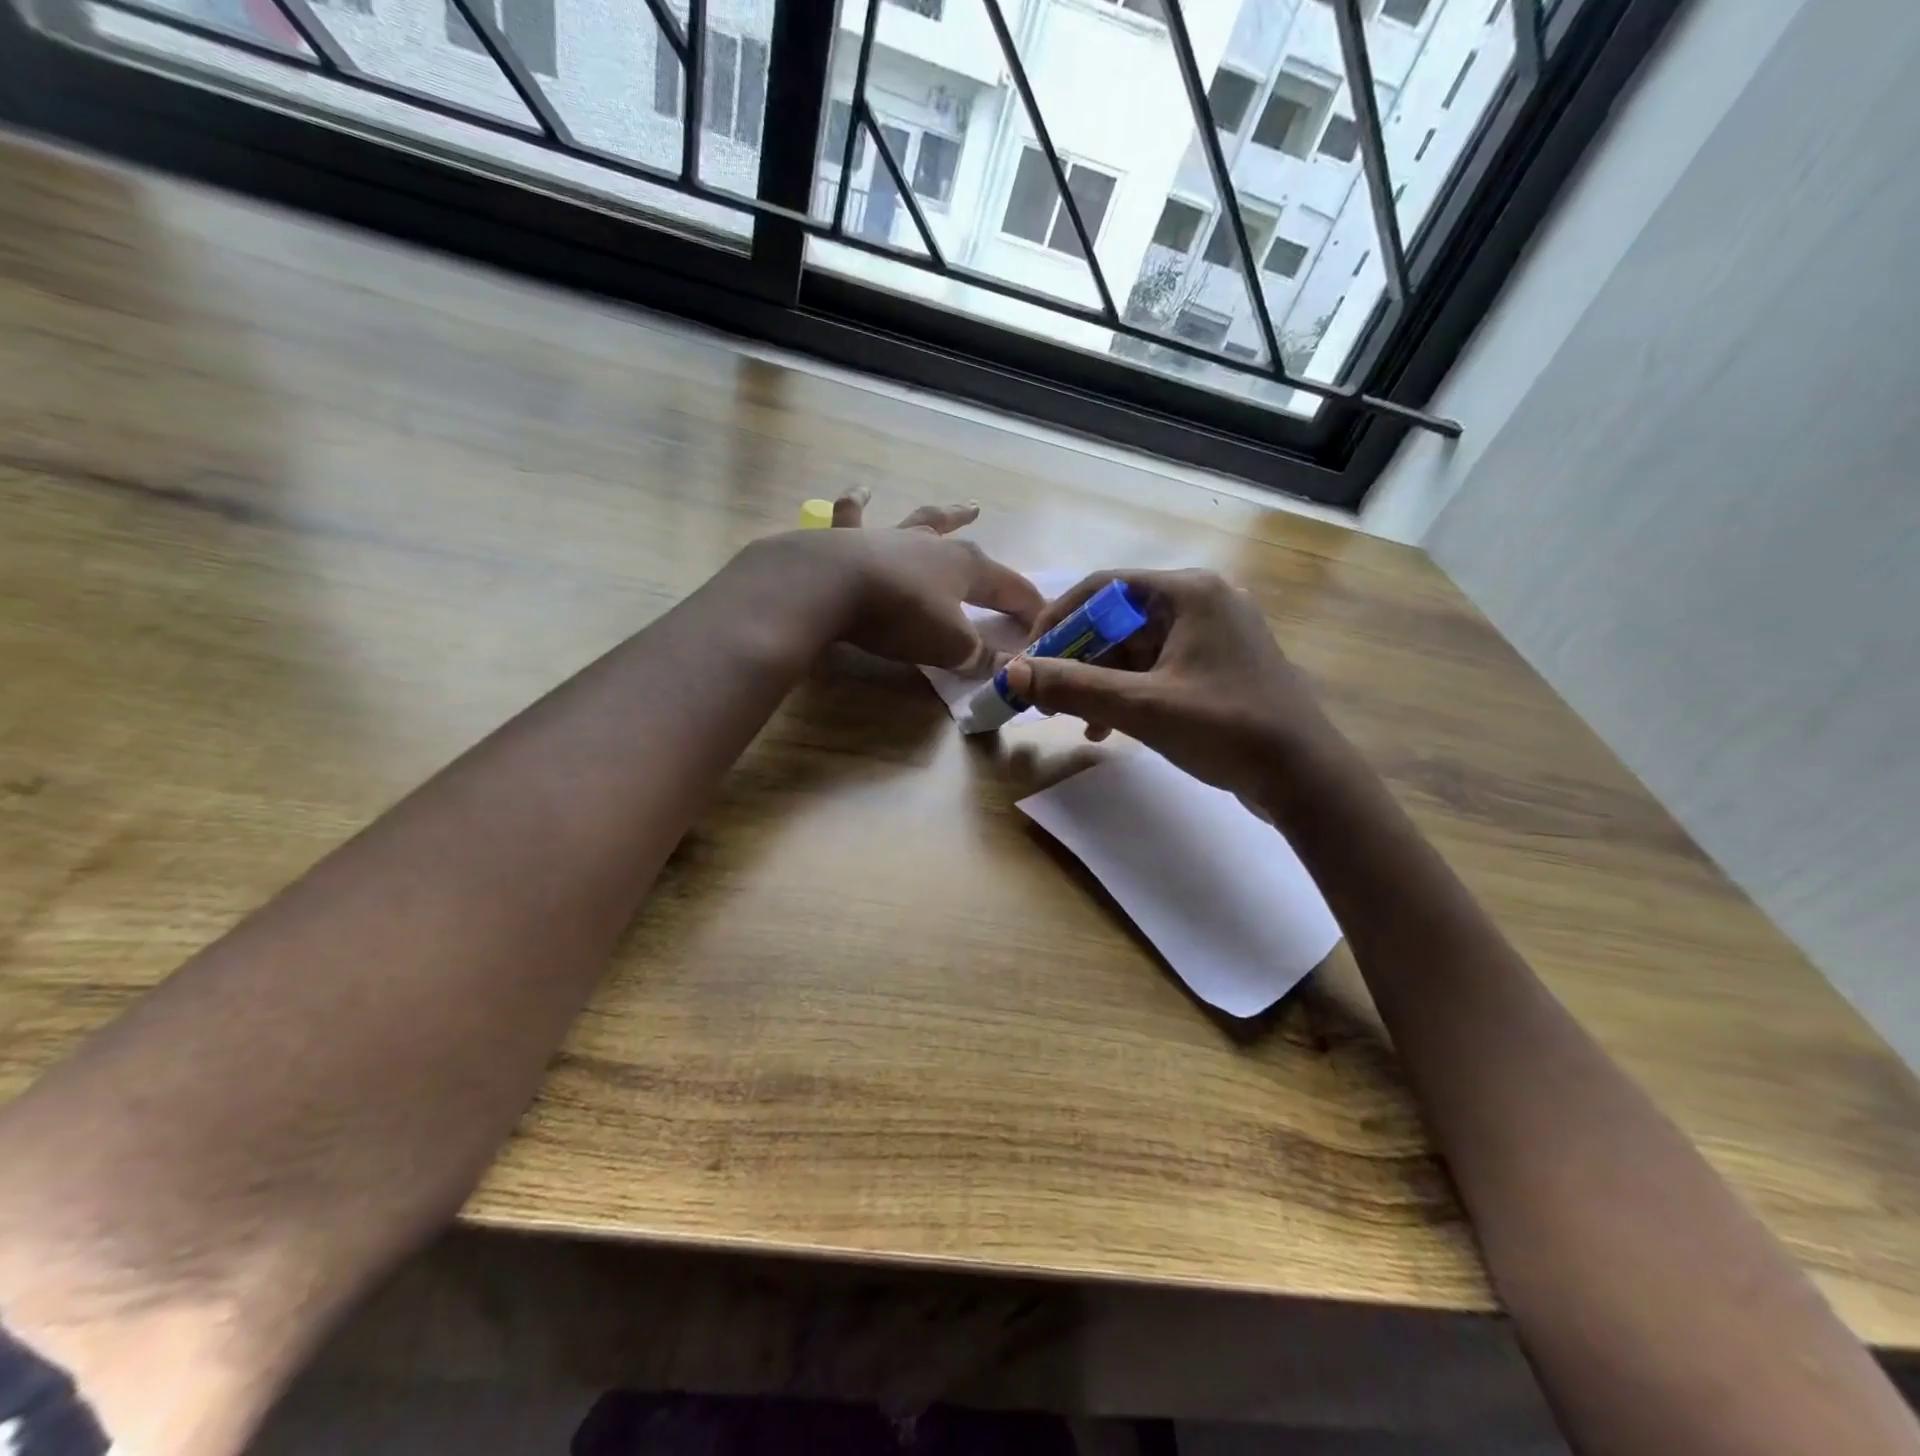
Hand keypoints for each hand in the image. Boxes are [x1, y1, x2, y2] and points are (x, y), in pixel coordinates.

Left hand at [758, 489, 1043, 672]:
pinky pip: (854, 515)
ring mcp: (891, 537)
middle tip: (1013, 577)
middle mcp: (933, 545)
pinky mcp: (849, 539)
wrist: (830, 586)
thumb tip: (1011, 668)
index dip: (1029, 608)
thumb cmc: (901, 616)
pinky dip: (858, 503)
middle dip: (993, 564)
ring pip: (926, 521)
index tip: (1042, 625)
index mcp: (966, 569)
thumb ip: (981, 658)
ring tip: (965, 506)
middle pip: (972, 551)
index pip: (1011, 589)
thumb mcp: (950, 647)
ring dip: (947, 515)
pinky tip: (862, 490)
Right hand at [1003, 568, 1335, 802]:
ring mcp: (1212, 636)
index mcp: (1189, 592)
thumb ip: (1073, 687)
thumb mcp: (1142, 708)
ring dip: (1098, 683)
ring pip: (1134, 649)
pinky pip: (1156, 670)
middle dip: (1077, 660)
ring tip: (1071, 720)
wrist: (1305, 777)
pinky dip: (1127, 694)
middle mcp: (1202, 602)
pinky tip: (1105, 729)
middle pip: (1117, 620)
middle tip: (1044, 696)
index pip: (1103, 588)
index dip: (1058, 619)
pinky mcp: (1217, 667)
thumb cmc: (1227, 729)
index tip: (1030, 657)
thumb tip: (1010, 672)